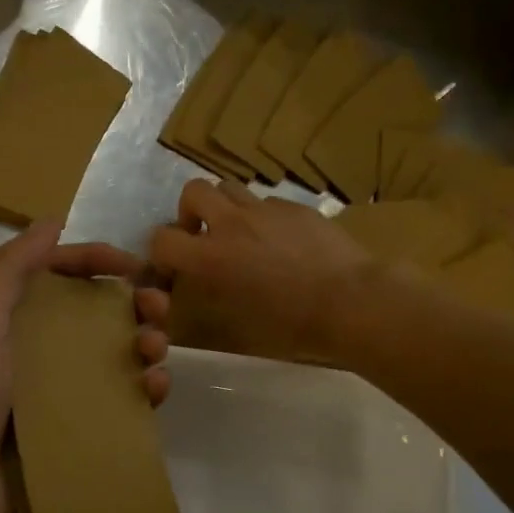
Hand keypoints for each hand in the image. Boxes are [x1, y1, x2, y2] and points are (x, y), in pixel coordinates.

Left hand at [0, 221, 170, 512]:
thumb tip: (52, 222)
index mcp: (14, 319)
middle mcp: (41, 349)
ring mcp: (63, 392)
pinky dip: (146, 390)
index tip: (134, 265)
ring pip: (118, 355)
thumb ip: (10, 270)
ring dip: (145, 343)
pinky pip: (124, 401)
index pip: (62, 275)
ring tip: (155, 350)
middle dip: (134, 303)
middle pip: (98, 313)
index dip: (96, 261)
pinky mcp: (81, 429)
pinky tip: (157, 388)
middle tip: (159, 308)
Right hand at [145, 179, 377, 364]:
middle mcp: (232, 224)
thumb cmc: (293, 325)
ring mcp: (266, 210)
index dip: (161, 252)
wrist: (351, 301)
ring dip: (224, 207)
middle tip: (204, 235)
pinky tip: (281, 241)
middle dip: (190, 212)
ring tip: (240, 233)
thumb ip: (211, 296)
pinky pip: (266, 202)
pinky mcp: (296, 207)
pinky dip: (261, 217)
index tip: (174, 267)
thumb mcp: (239, 322)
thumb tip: (200, 285)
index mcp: (212, 258)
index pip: (162, 239)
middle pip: (193, 191)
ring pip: (230, 187)